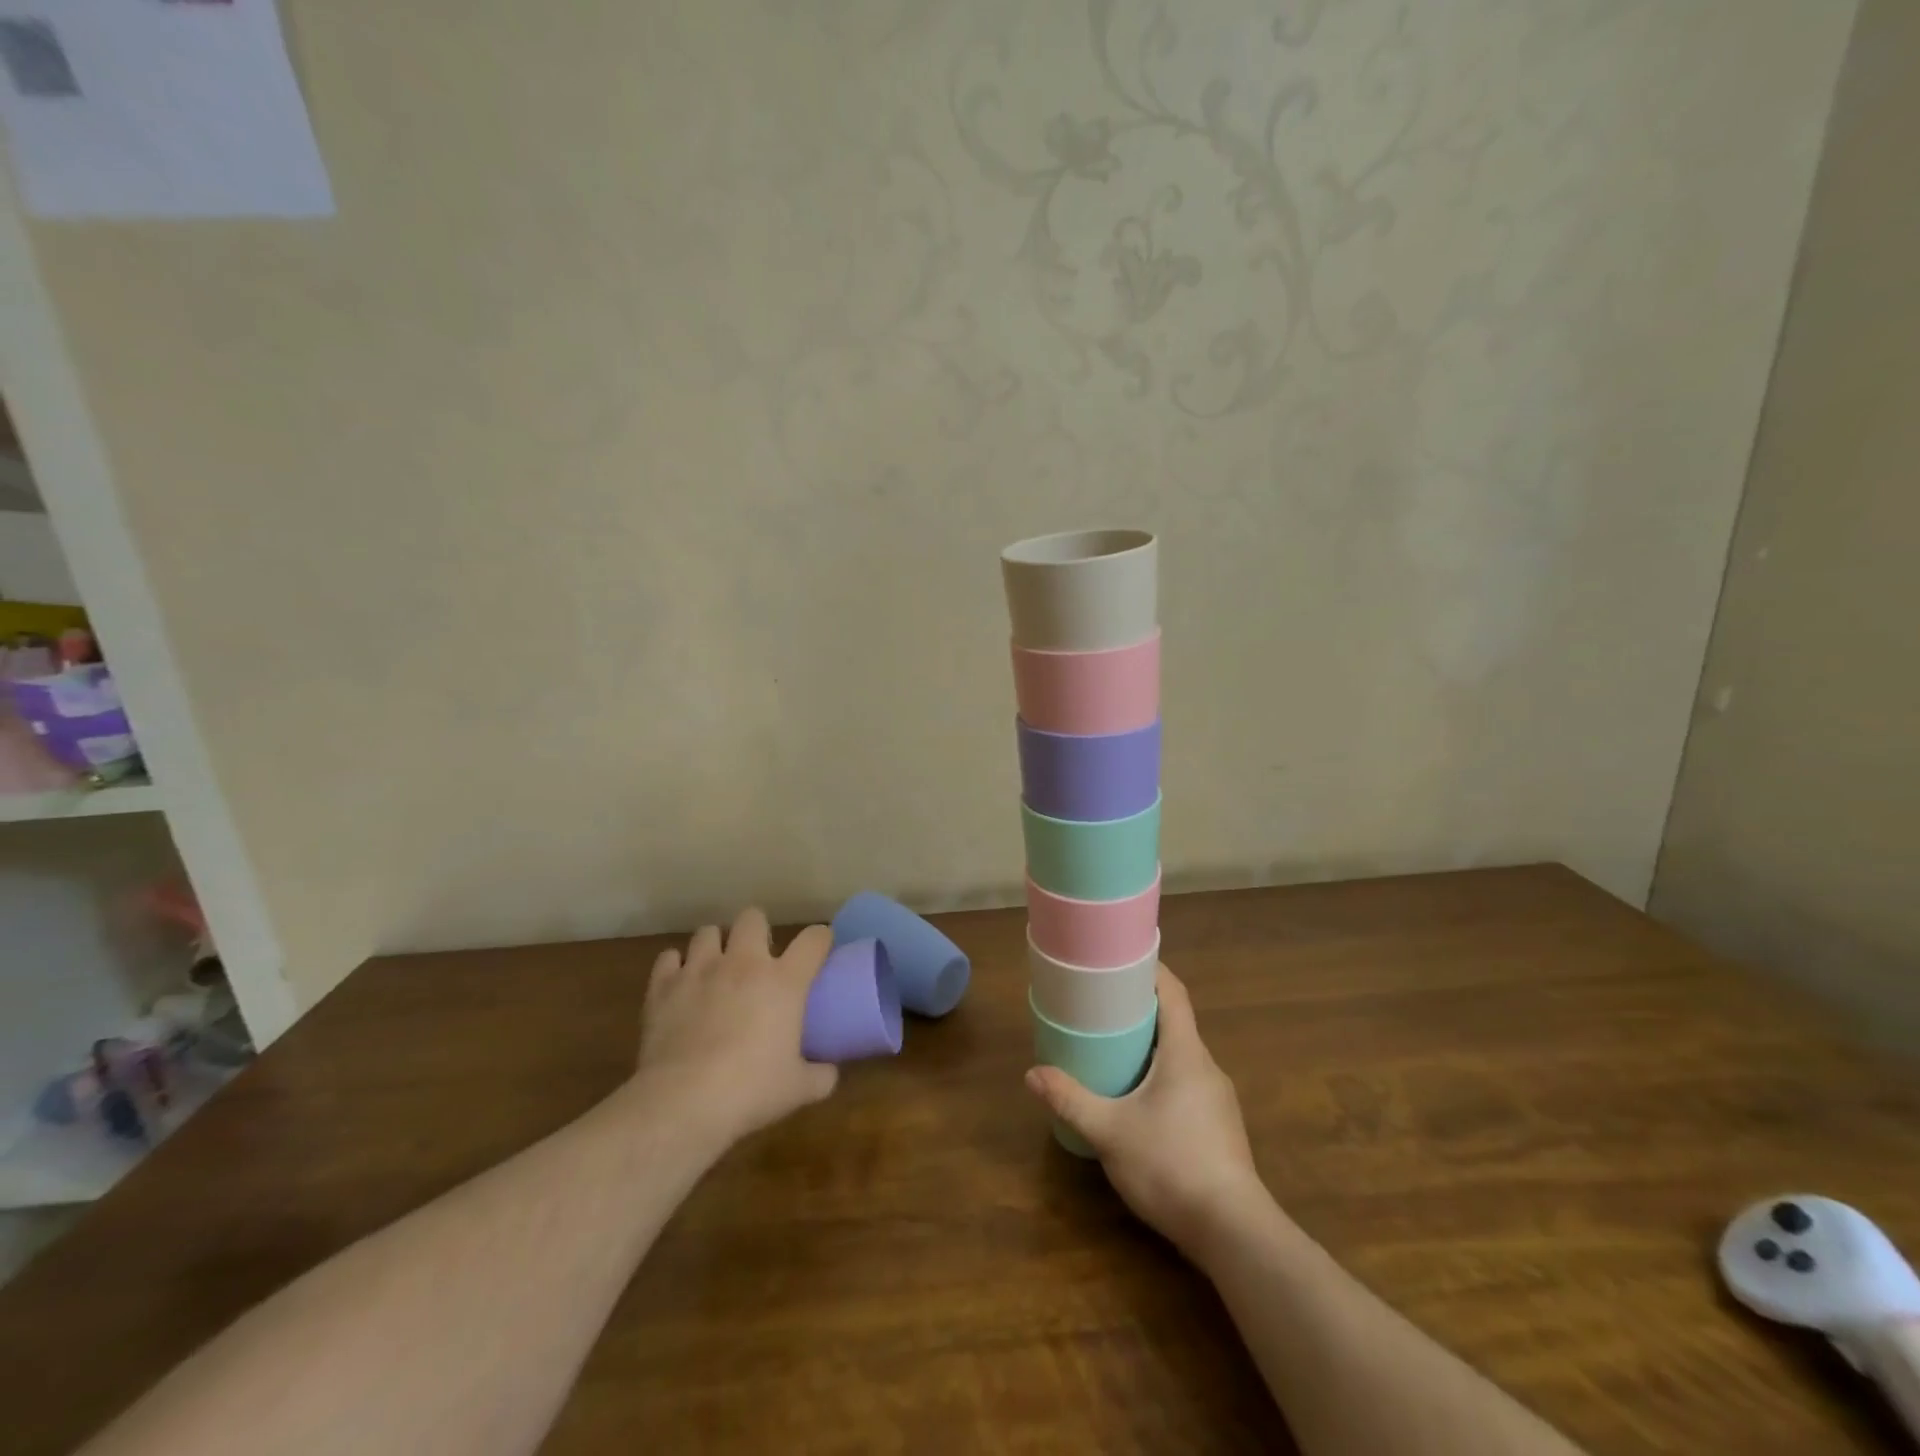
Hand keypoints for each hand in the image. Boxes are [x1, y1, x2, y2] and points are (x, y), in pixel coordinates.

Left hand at [634, 908, 838, 1146]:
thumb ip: (820, 1076)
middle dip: (756, 930)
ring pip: (708, 932)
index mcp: (784, 981)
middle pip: (752, 917)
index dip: (821, 938)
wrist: (683, 1102)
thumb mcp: (798, 1088)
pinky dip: (675, 967)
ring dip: (714, 945)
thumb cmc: (750, 1090)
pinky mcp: (663, 987)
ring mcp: (700, 971)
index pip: (813, 940)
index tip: (820, 946)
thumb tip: (829, 1073)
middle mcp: (743, 963)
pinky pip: (668, 958)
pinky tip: (679, 983)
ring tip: (715, 966)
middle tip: (757, 956)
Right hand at [1025, 967, 1266, 1253]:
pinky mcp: (1220, 1127)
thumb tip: (1032, 1074)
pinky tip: (1139, 1100)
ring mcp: (1218, 1099)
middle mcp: (1206, 1067)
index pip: (1174, 993)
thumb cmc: (1170, 1165)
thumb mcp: (1109, 1131)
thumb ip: (1070, 1100)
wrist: (1234, 1233)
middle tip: (1102, 1006)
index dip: (1151, 970)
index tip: (1121, 960)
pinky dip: (1162, 1075)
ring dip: (1151, 1046)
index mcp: (1185, 1053)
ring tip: (1114, 1049)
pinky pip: (1187, 1083)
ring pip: (1181, 1056)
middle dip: (1141, 1010)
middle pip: (1175, 1022)